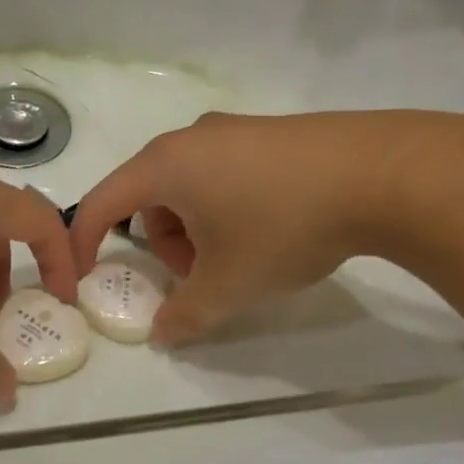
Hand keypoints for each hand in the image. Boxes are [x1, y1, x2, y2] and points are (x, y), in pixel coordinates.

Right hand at [67, 112, 458, 343]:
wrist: (378, 173)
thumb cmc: (281, 226)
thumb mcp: (229, 284)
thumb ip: (186, 314)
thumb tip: (163, 334)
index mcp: (164, 166)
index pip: (103, 202)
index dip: (85, 242)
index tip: (86, 276)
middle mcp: (189, 138)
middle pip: (149, 196)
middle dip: (162, 244)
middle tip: (199, 276)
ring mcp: (232, 129)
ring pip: (188, 185)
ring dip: (195, 228)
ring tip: (239, 258)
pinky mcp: (268, 132)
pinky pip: (223, 172)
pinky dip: (224, 207)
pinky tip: (269, 228)